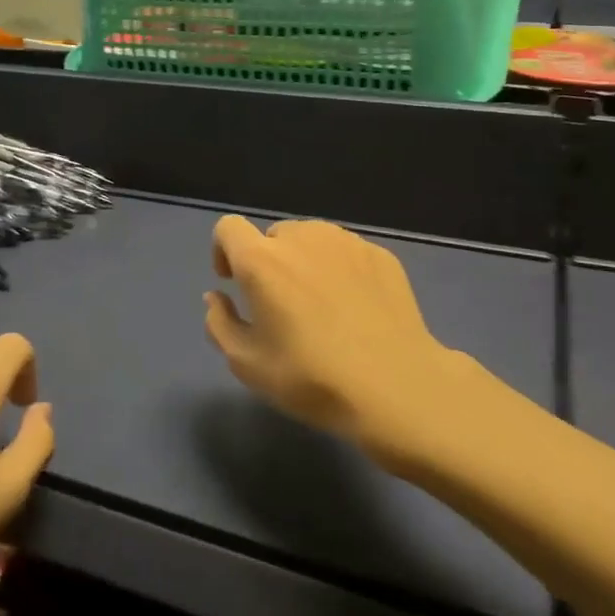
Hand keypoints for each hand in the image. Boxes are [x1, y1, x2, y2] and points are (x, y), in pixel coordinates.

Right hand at [204, 216, 485, 472]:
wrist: (397, 387)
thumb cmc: (312, 378)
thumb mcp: (247, 364)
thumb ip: (219, 323)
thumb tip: (216, 297)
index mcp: (262, 260)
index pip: (228, 228)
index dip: (224, 251)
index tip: (234, 283)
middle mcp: (302, 237)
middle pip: (273, 235)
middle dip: (268, 262)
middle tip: (281, 305)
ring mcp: (346, 242)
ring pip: (311, 240)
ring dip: (304, 262)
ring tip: (319, 305)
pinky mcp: (380, 255)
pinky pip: (345, 252)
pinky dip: (339, 270)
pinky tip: (354, 309)